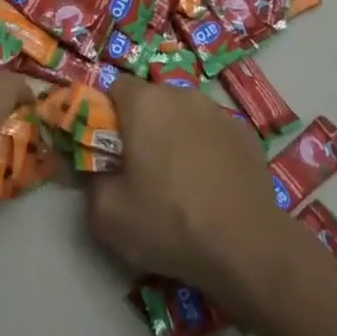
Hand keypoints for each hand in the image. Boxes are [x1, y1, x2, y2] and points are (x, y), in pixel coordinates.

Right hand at [84, 76, 295, 317]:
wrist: (247, 247)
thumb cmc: (169, 223)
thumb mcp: (108, 214)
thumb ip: (89, 180)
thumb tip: (91, 166)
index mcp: (145, 103)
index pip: (115, 88)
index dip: (107, 115)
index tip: (109, 149)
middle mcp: (182, 95)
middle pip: (151, 100)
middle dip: (142, 126)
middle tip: (140, 168)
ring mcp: (219, 112)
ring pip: (184, 115)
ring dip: (175, 135)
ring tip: (179, 180)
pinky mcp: (246, 133)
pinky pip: (212, 132)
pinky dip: (205, 149)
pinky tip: (210, 185)